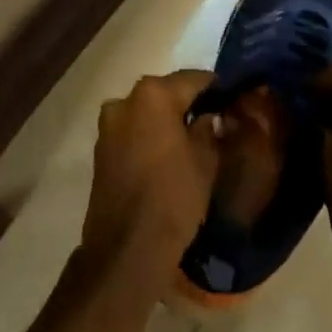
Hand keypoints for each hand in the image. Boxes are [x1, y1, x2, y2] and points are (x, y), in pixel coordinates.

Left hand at [83, 71, 219, 273]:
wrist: (126, 251)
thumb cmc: (172, 198)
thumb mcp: (205, 162)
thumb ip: (209, 129)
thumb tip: (210, 116)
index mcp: (153, 95)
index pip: (193, 79)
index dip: (215, 88)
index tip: (230, 97)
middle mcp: (126, 100)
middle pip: (165, 93)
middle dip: (187, 103)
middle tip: (211, 119)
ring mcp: (108, 125)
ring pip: (146, 113)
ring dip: (164, 121)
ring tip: (188, 141)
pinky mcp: (100, 150)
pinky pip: (132, 132)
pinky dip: (147, 137)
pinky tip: (165, 157)